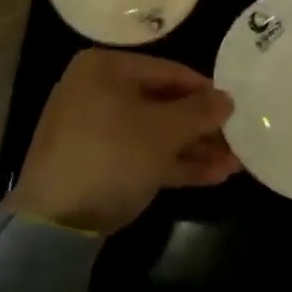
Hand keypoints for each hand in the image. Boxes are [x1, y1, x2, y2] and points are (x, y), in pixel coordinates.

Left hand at [8, 49, 240, 234]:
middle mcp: (97, 91)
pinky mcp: (96, 165)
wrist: (53, 222)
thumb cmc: (112, 156)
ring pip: (153, 133)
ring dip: (193, 149)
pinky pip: (140, 155)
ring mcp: (94, 130)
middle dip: (201, 126)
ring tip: (235, 163)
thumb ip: (198, 112)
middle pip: (162, 103)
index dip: (204, 90)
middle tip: (238, 140)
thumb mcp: (162, 132)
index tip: (234, 107)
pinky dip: (172, 164)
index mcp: (105, 68)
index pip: (167, 71)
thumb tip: (226, 99)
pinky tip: (211, 176)